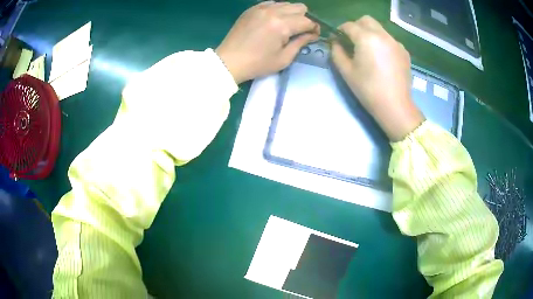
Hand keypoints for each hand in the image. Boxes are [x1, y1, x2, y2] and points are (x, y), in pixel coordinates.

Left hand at [216, 1, 319, 83]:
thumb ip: (300, 43)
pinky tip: (272, 21)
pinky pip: (272, 3)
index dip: (314, 29)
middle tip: (298, 31)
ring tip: (285, 26)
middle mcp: (273, 11)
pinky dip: (277, 10)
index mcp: (282, 25)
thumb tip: (312, 34)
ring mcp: (261, 8)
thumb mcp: (284, 58)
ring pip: (286, 3)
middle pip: (299, 7)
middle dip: (303, 18)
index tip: (313, 36)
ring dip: (291, 13)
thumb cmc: (258, 64)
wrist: (229, 61)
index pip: (307, 21)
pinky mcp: (252, 9)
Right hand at [331, 16, 423, 141]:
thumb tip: (335, 43)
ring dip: (370, 33)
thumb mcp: (346, 71)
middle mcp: (383, 35)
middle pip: (366, 20)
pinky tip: (382, 58)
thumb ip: (337, 52)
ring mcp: (396, 42)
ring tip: (368, 51)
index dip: (340, 30)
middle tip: (352, 40)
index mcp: (367, 38)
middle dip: (356, 26)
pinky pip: (390, 40)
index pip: (349, 25)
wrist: (395, 106)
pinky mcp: (404, 51)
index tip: (337, 39)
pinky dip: (382, 42)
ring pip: (379, 29)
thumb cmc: (368, 89)